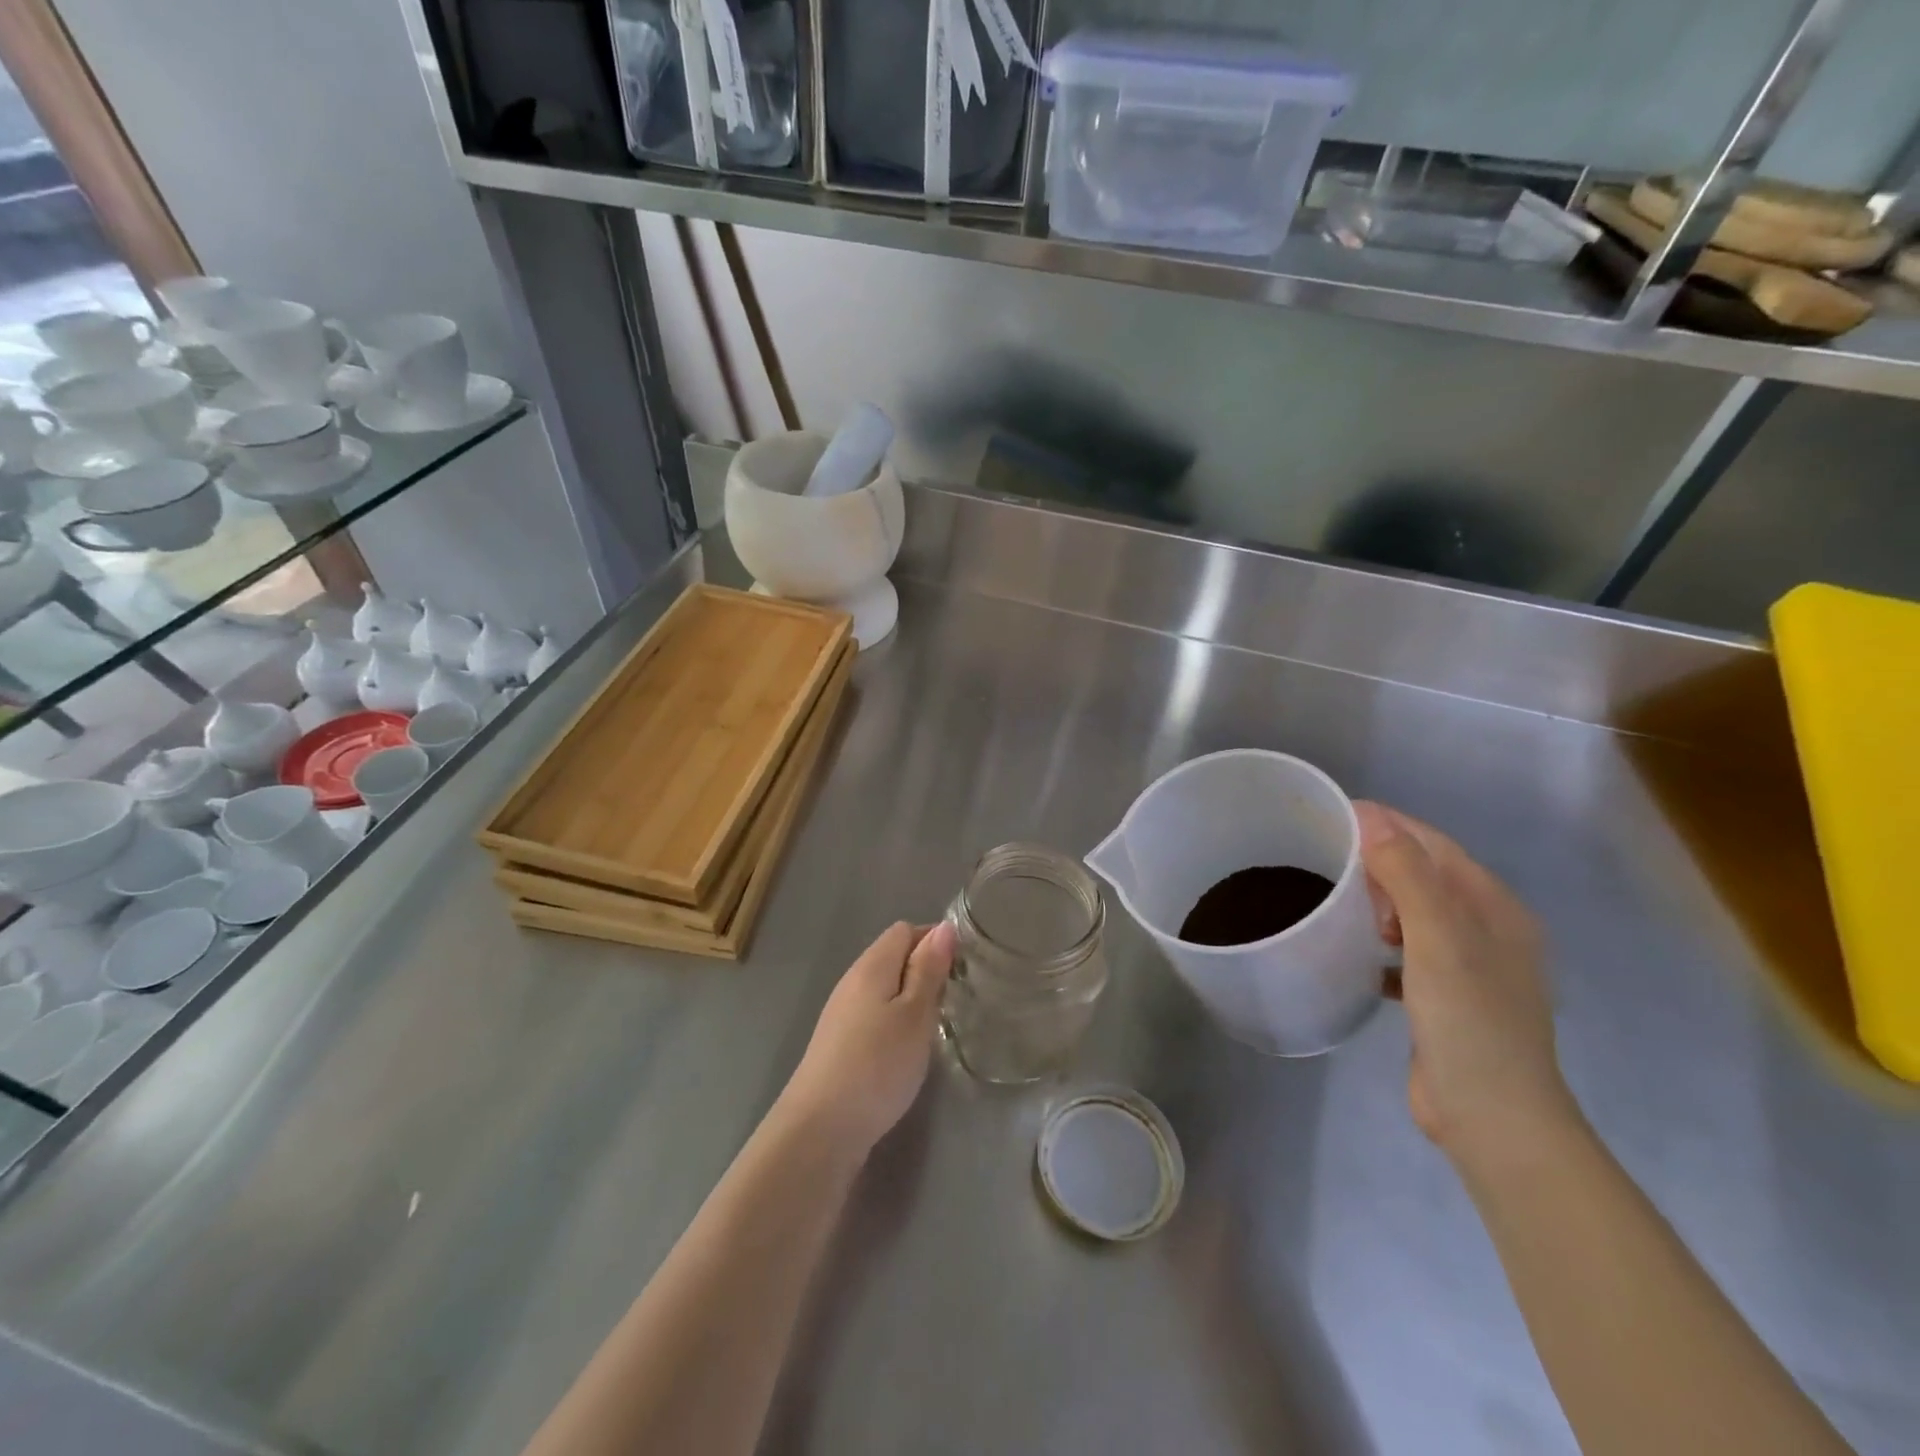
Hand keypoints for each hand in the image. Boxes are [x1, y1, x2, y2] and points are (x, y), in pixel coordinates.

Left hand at [775, 921, 954, 1159]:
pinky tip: (907, 1049)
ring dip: (912, 999)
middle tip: (955, 999)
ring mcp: (842, 1013)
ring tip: (936, 1025)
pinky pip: (875, 1015)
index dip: (935, 941)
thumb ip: (929, 969)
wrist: (820, 1129)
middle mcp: (853, 981)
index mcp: (872, 966)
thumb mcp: (915, 1014)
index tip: (962, 968)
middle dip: (926, 970)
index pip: (905, 931)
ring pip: (885, 988)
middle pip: (894, 957)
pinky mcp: (840, 1043)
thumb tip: (944, 927)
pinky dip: (896, 1022)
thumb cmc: (877, 1065)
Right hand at [1356, 802, 1574, 1161]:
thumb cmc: (1468, 1021)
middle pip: (1426, 876)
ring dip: (1379, 901)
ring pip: (1415, 914)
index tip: (1332, 815)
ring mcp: (1469, 967)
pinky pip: (1407, 952)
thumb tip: (1370, 816)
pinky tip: (1352, 950)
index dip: (1387, 824)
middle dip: (1379, 860)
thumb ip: (1407, 875)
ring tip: (1334, 898)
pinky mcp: (1446, 998)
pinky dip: (1380, 943)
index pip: (1435, 845)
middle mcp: (1488, 931)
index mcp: (1495, 909)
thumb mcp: (1438, 939)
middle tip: (1325, 856)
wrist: (1491, 1118)